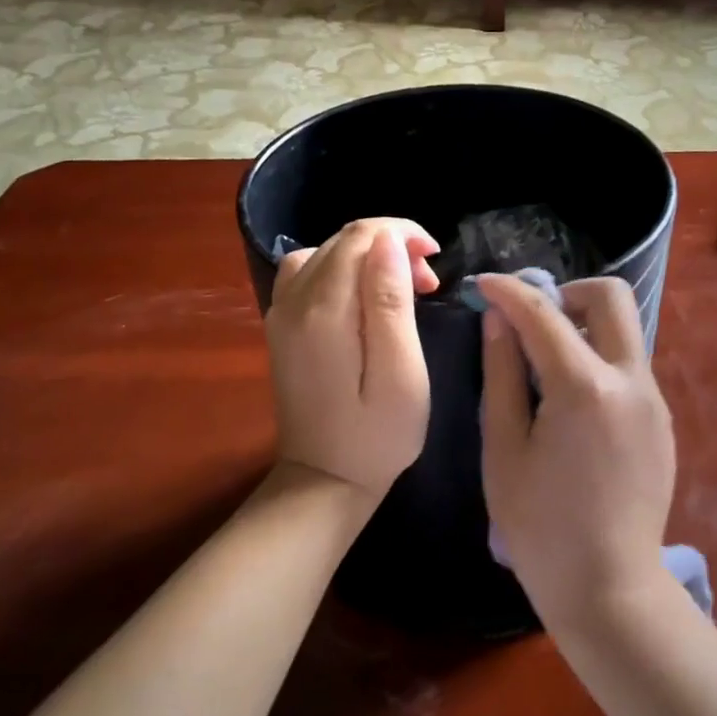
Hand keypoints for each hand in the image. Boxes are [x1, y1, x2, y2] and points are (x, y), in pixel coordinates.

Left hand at [267, 219, 439, 500]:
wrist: (323, 481)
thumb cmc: (376, 436)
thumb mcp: (400, 374)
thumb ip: (391, 303)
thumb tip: (388, 242)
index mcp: (324, 310)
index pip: (360, 236)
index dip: (403, 234)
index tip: (436, 262)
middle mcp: (293, 301)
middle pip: (342, 241)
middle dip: (391, 246)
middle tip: (428, 285)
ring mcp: (281, 314)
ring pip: (324, 253)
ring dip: (367, 257)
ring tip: (400, 288)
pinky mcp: (281, 328)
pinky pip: (308, 274)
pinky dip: (341, 272)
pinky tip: (363, 299)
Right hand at [477, 274, 676, 633]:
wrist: (608, 588)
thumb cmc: (539, 526)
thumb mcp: (503, 448)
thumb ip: (501, 375)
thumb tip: (498, 320)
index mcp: (584, 388)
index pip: (543, 313)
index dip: (509, 291)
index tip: (483, 286)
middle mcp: (631, 381)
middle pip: (610, 297)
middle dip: (566, 293)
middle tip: (530, 323)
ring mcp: (654, 401)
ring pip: (624, 332)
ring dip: (584, 328)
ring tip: (544, 368)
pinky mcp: (662, 422)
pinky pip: (630, 368)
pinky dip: (598, 362)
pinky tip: (572, 406)